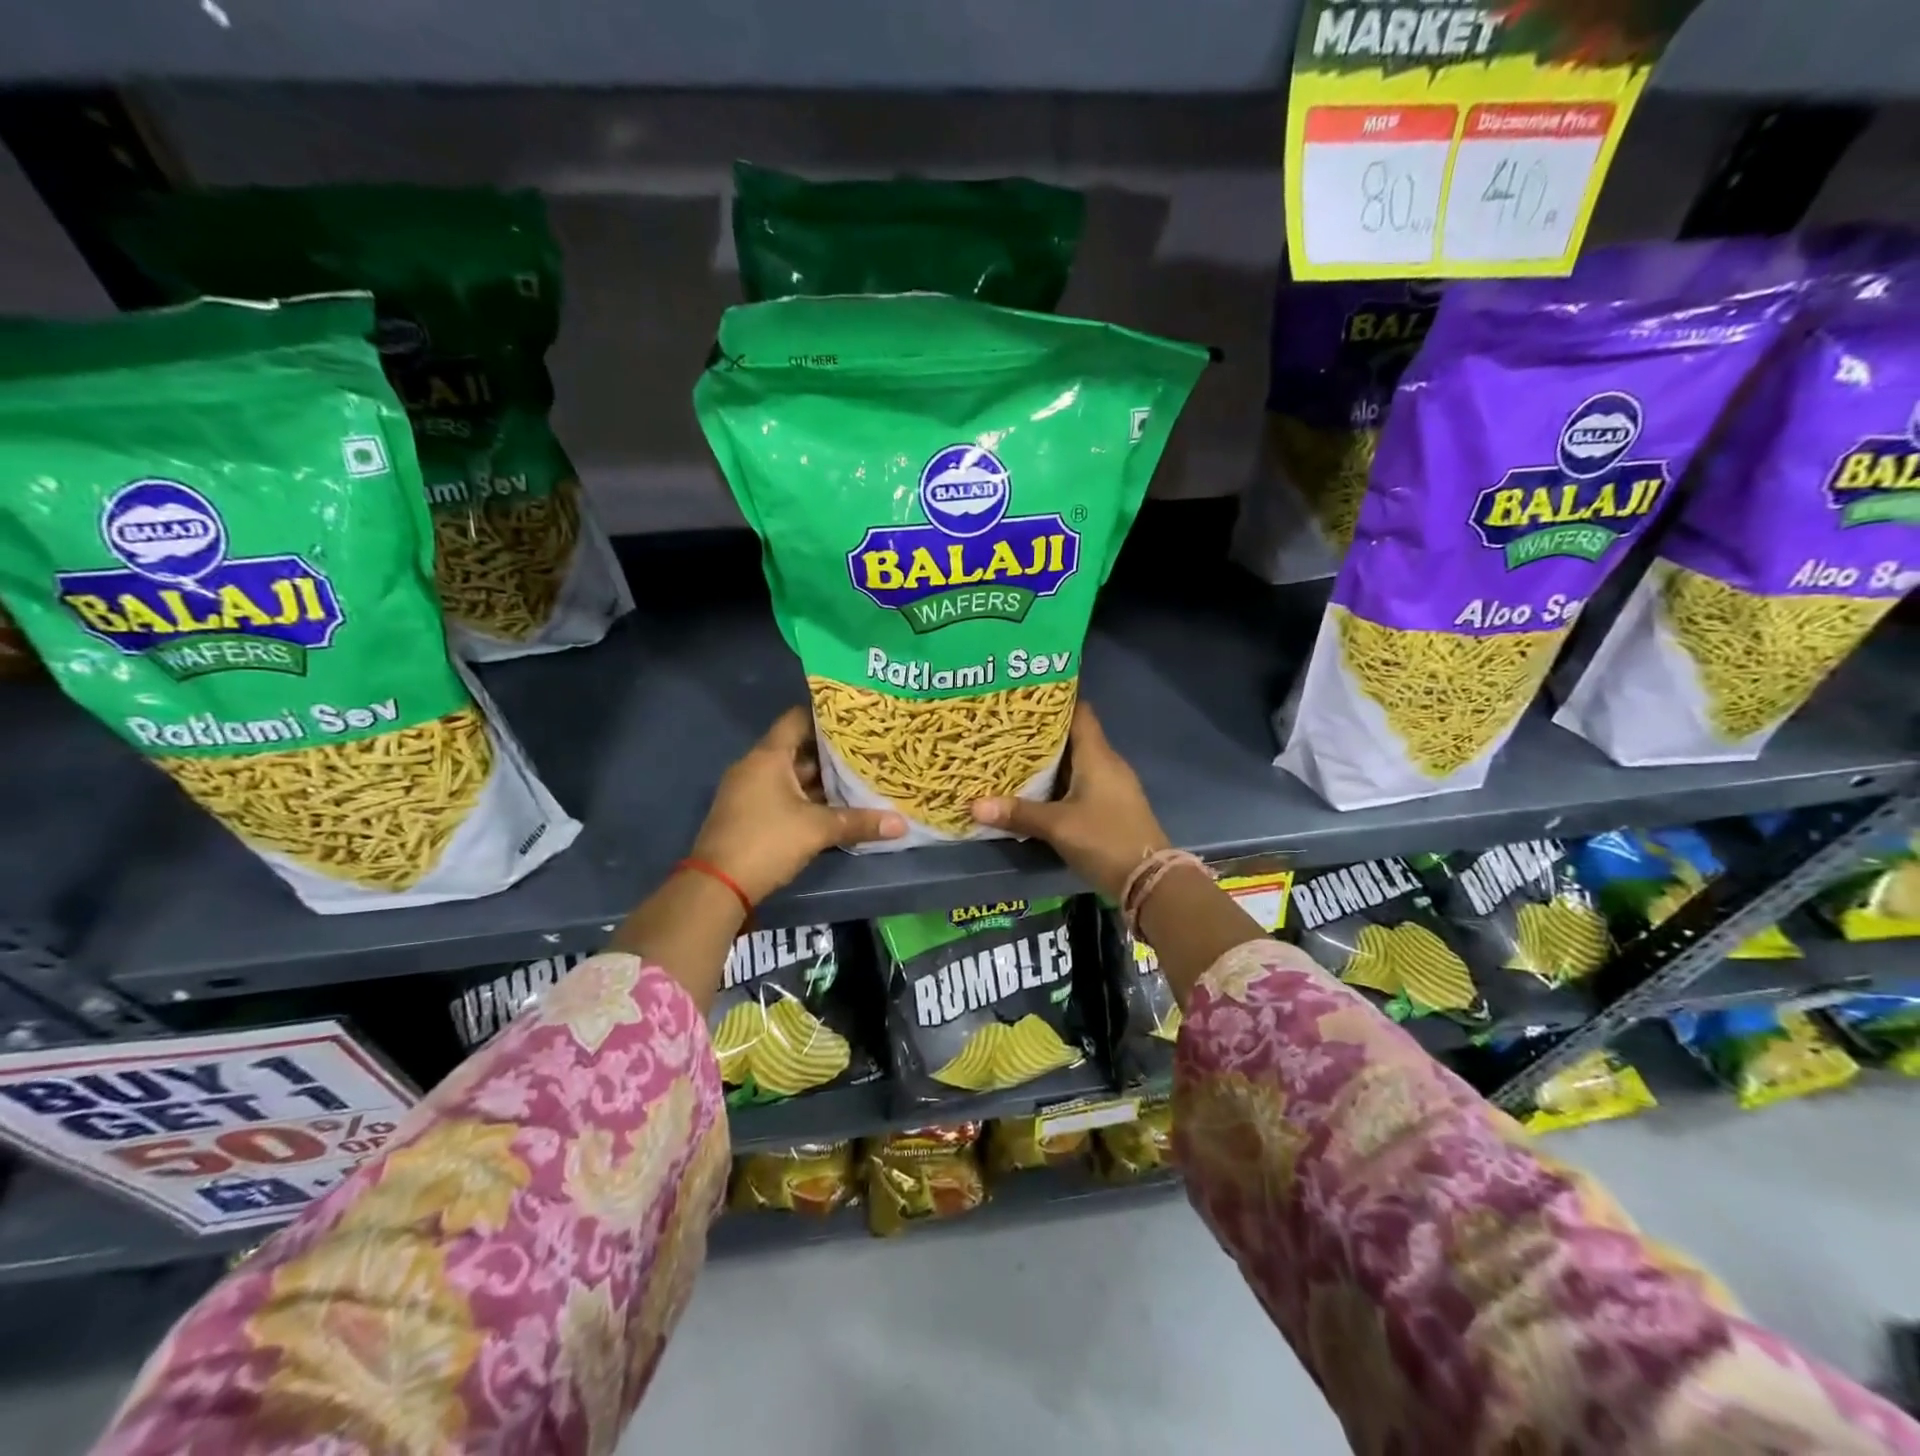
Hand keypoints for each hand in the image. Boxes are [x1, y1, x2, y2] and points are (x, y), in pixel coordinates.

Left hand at [690, 707, 905, 903]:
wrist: (717, 886)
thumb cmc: (767, 841)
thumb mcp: (817, 830)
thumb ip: (859, 822)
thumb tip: (902, 824)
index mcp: (768, 757)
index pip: (798, 720)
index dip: (826, 715)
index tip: (855, 716)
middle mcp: (755, 766)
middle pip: (797, 749)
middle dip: (831, 751)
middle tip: (867, 748)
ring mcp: (749, 791)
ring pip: (791, 775)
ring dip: (820, 778)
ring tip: (858, 775)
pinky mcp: (748, 814)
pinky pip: (783, 794)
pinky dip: (807, 796)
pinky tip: (834, 805)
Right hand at [970, 702, 1169, 900]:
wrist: (1150, 880)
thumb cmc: (1105, 839)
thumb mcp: (1057, 826)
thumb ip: (1018, 813)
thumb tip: (973, 805)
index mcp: (1097, 755)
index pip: (1079, 712)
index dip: (1055, 701)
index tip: (1024, 698)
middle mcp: (1107, 763)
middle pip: (1073, 737)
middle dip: (1041, 734)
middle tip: (1006, 729)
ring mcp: (1111, 786)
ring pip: (1076, 762)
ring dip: (1049, 761)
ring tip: (1011, 756)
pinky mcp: (1111, 806)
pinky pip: (1080, 783)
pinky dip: (1059, 782)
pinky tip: (1035, 789)